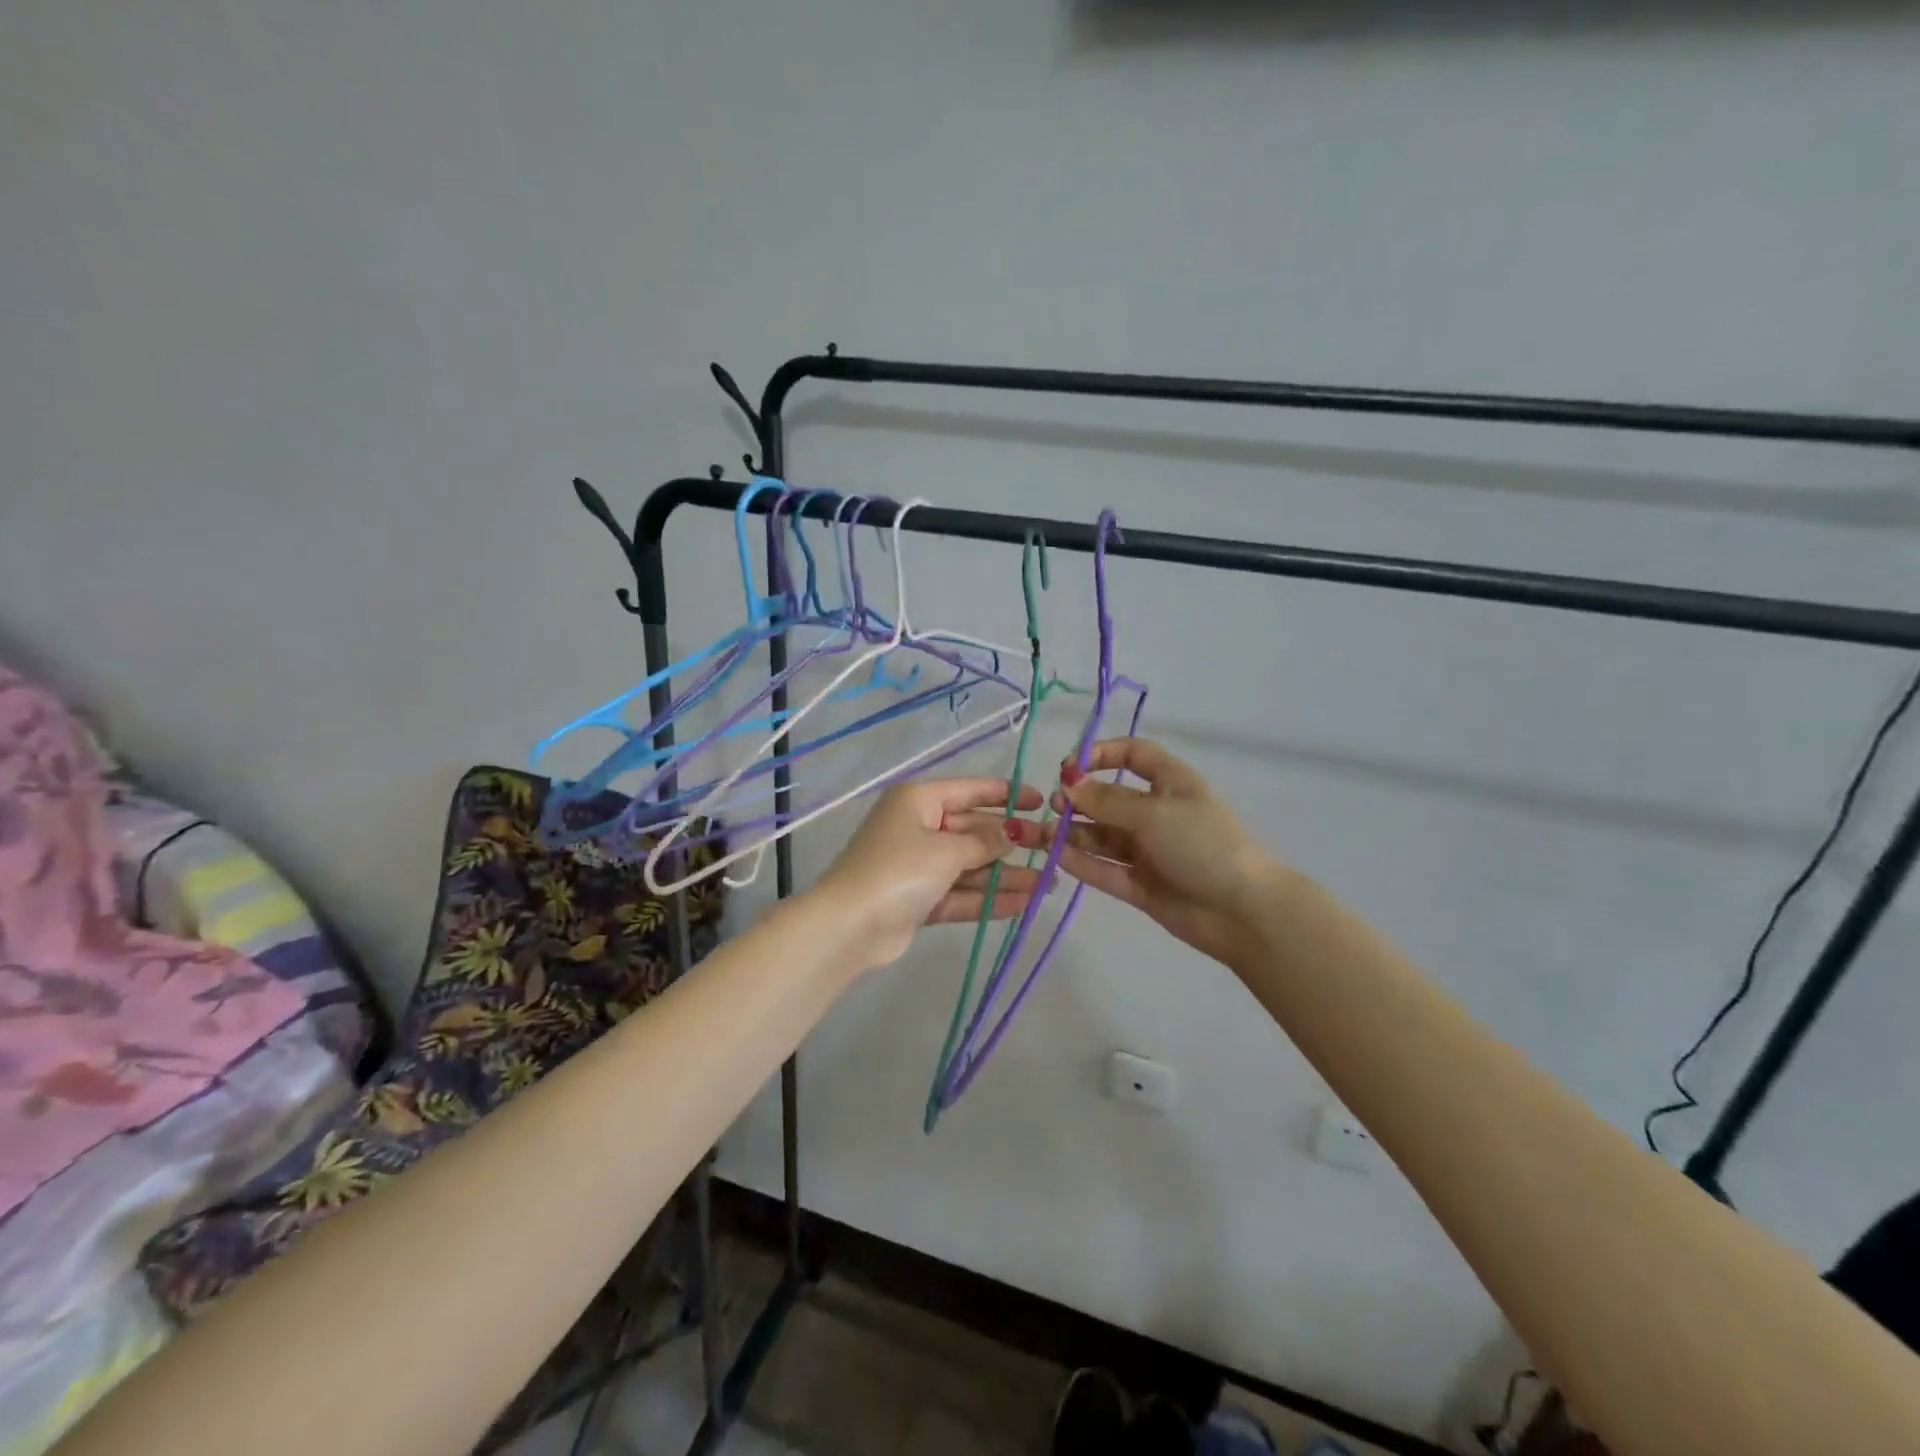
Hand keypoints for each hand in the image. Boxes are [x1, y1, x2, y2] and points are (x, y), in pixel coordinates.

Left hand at [814, 779, 1044, 968]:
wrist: (849, 926)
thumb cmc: (899, 870)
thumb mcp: (946, 850)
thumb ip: (984, 842)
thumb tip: (1013, 832)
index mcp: (918, 801)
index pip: (969, 791)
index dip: (1005, 795)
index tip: (1039, 802)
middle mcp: (918, 827)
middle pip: (972, 830)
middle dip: (1011, 842)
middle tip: (1051, 849)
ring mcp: (917, 865)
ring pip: (969, 865)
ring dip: (1005, 875)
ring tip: (1047, 885)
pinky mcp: (919, 899)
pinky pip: (959, 893)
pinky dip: (987, 898)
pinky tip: (1023, 904)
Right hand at [1025, 738, 1284, 964]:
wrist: (1242, 911)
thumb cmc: (1203, 845)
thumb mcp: (1154, 813)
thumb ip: (1107, 800)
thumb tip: (1068, 783)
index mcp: (1171, 784)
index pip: (1134, 755)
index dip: (1102, 754)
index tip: (1070, 766)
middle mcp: (1157, 814)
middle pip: (1110, 798)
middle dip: (1080, 799)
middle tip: (1054, 806)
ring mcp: (1148, 851)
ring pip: (1103, 836)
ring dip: (1074, 832)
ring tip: (1045, 835)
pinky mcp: (1141, 885)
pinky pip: (1105, 869)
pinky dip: (1082, 863)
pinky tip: (1057, 857)